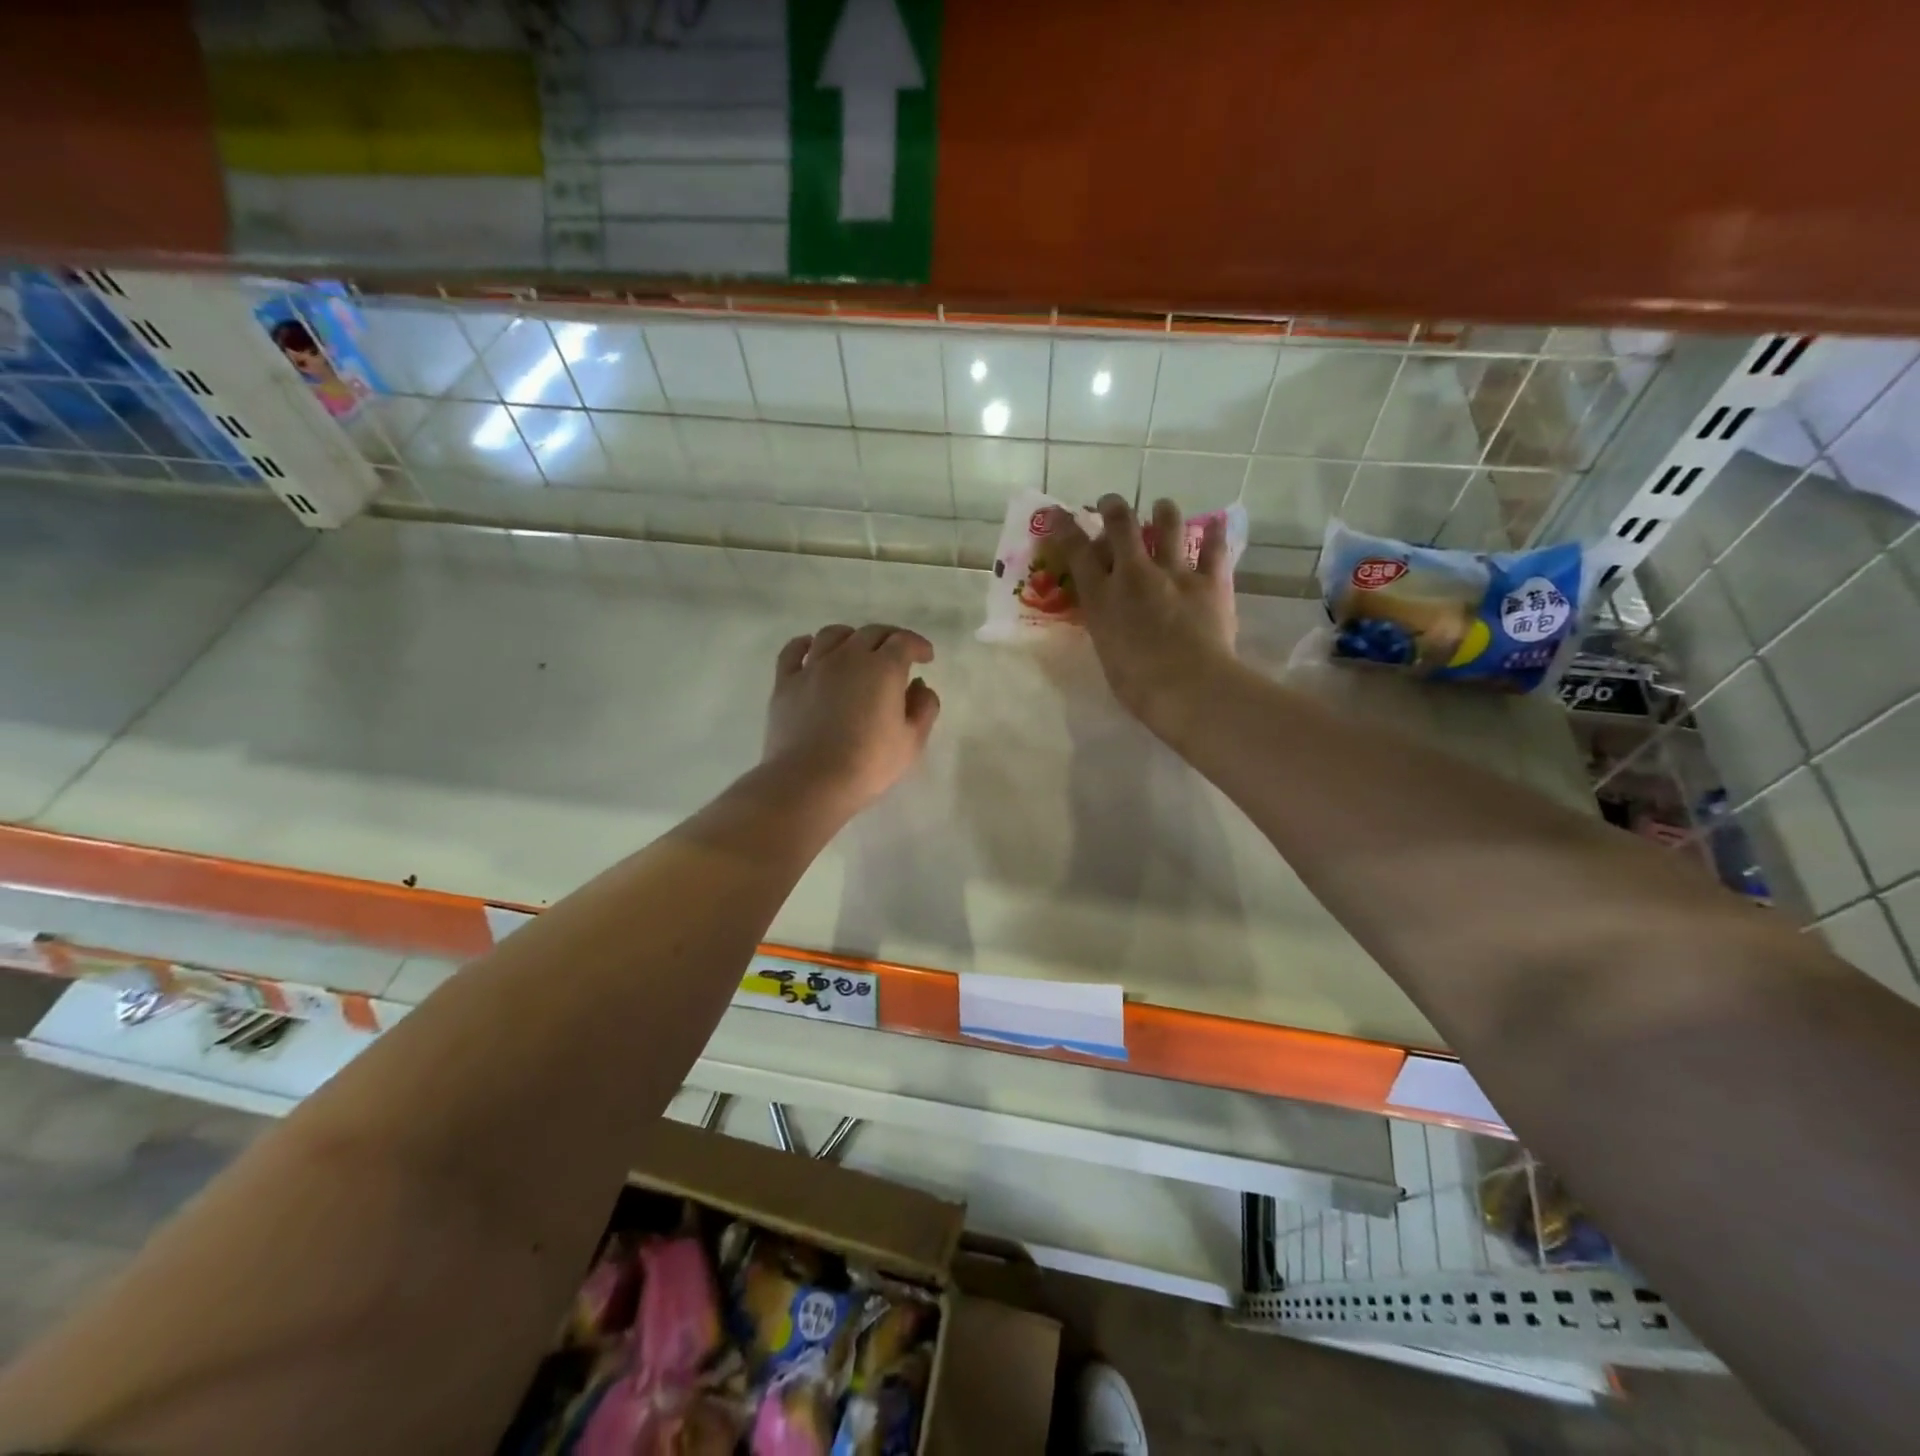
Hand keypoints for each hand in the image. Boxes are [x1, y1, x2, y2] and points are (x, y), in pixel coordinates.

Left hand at [762, 623, 941, 814]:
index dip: (918, 645)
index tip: (925, 657)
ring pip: (833, 635)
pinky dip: (806, 644)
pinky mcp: (785, 682)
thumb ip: (924, 708)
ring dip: (850, 637)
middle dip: (889, 638)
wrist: (811, 781)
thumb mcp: (911, 741)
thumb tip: (919, 686)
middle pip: (871, 632)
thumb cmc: (868, 764)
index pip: (904, 641)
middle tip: (897, 654)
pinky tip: (812, 649)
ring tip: (856, 650)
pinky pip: (794, 650)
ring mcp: (813, 667)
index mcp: (883, 668)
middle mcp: (848, 657)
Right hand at [1047, 495, 1236, 728]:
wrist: (1188, 687)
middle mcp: (1134, 575)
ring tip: (1162, 507)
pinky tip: (1217, 522)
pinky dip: (1216, 534)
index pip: (1076, 552)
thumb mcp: (1105, 651)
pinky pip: (1215, 549)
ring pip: (1169, 526)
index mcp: (1102, 598)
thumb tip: (1109, 614)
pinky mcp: (1211, 581)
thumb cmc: (1137, 685)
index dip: (1064, 528)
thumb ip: (1106, 624)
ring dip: (1163, 512)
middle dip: (1113, 507)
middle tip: (1112, 504)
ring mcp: (1175, 573)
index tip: (1058, 513)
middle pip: (1121, 525)